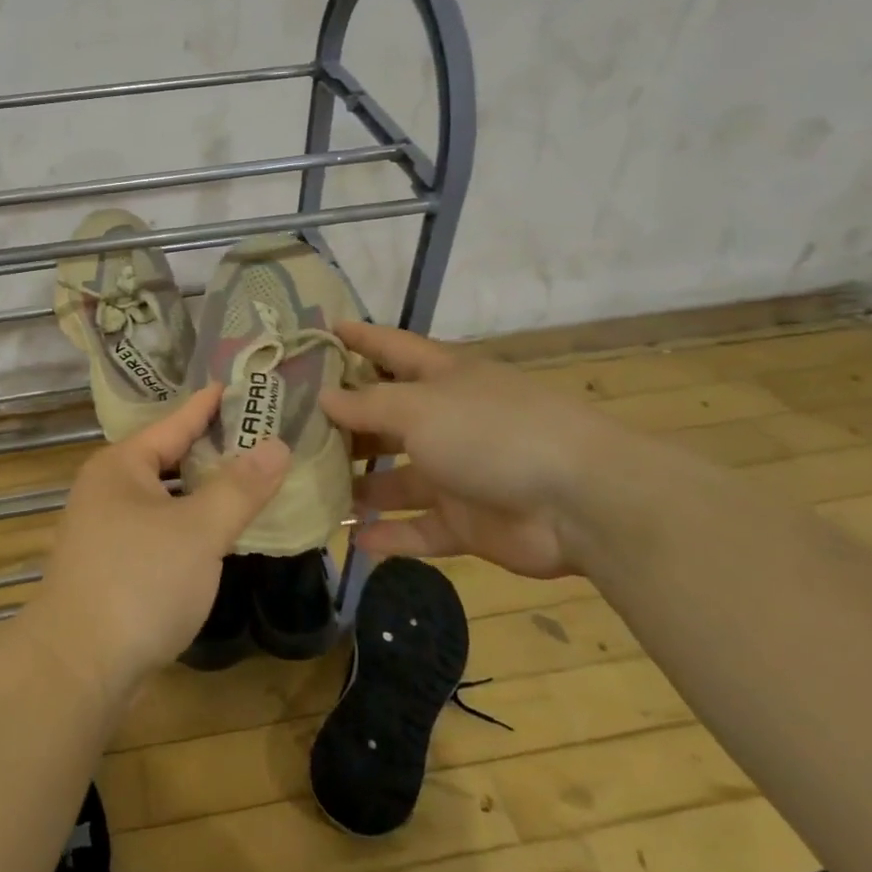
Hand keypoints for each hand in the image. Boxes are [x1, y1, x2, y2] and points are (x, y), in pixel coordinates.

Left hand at [25, 386, 289, 692]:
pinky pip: (159, 529)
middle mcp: (107, 489)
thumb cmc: (139, 582)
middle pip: (168, 458)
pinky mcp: (112, 565)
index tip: (235, 384)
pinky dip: (188, 524)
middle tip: (257, 432)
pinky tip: (216, 532)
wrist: (77, 665)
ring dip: (201, 491)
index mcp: (121, 465)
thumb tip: (277, 444)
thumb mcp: (199, 530)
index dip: (207, 405)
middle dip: (211, 448)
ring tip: (246, 478)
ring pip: (164, 497)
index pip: (174, 423)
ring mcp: (105, 529)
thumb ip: (240, 487)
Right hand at [320, 322, 613, 578]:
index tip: (318, 331)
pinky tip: (352, 540)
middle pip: (385, 418)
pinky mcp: (467, 522)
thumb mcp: (418, 407)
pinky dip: (390, 536)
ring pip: (396, 479)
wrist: (581, 502)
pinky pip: (419, 528)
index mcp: (442, 378)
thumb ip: (366, 405)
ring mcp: (457, 474)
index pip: (390, 348)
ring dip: (359, 485)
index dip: (356, 337)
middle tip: (290, 429)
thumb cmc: (491, 433)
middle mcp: (447, 421)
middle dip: (343, 423)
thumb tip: (324, 398)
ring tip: (310, 488)